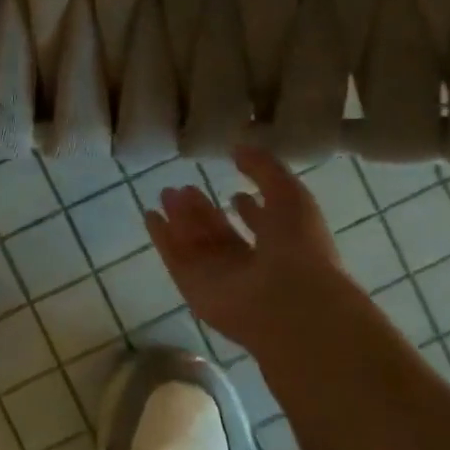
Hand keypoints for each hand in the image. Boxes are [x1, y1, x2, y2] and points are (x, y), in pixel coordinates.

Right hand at [143, 147, 349, 353]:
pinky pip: (174, 257)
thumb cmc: (298, 246)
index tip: (236, 192)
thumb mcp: (290, 194)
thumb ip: (264, 169)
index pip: (261, 226)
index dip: (250, 210)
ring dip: (181, 218)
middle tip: (184, 187)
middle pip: (220, 234)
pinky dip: (162, 237)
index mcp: (281, 245)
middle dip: (203, 210)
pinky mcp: (193, 286)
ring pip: (195, 242)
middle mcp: (250, 263)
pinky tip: (151, 215)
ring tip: (167, 193)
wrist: (288, 302)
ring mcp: (219, 277)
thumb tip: (239, 147)